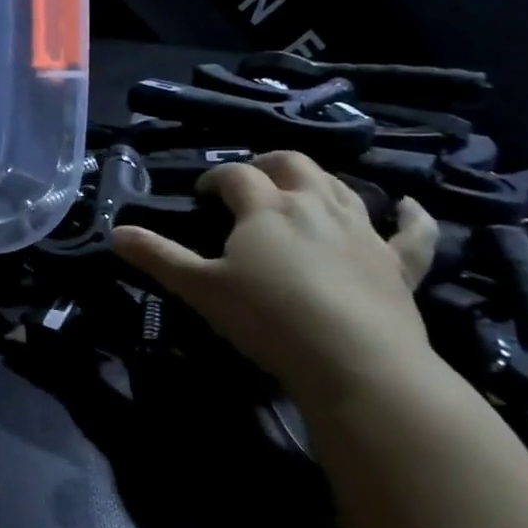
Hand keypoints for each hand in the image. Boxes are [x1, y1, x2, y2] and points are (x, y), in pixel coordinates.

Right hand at [111, 152, 440, 409]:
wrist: (356, 363)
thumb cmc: (268, 319)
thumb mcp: (201, 288)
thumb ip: (158, 257)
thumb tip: (115, 233)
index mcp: (266, 208)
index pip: (235, 175)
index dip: (215, 178)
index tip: (201, 194)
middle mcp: (314, 205)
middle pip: (292, 164)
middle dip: (268, 164)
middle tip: (251, 182)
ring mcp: (362, 231)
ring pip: (341, 187)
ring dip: (320, 180)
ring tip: (303, 189)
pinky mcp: (398, 263)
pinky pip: (412, 232)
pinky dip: (411, 216)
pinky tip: (409, 206)